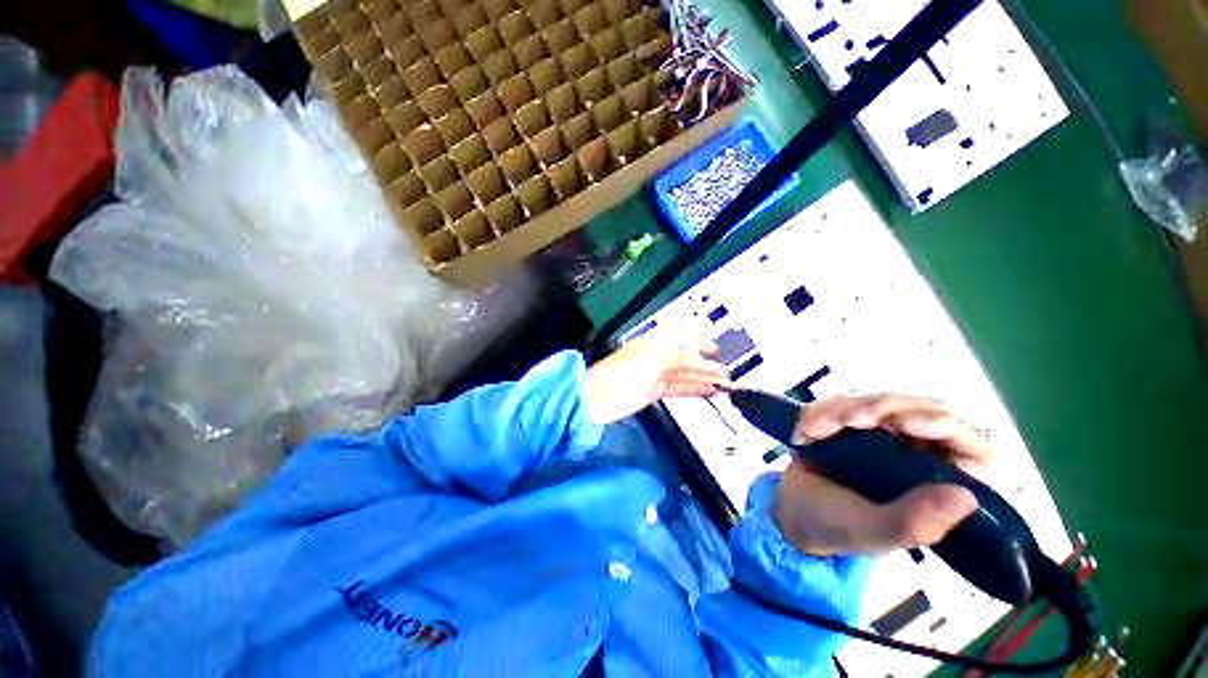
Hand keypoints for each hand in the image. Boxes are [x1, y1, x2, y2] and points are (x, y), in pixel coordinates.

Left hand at [584, 335, 731, 425]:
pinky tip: (707, 392)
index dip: (699, 344)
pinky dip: (692, 390)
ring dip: (703, 379)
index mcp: (653, 343)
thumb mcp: (653, 358)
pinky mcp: (653, 393)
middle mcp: (656, 357)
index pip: (681, 341)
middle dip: (705, 366)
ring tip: (724, 385)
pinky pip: (677, 389)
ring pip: (683, 376)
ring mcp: (654, 376)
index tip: (717, 350)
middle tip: (726, 374)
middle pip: (685, 361)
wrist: (598, 397)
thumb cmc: (623, 371)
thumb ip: (678, 357)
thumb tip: (699, 356)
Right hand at [772, 394, 992, 556]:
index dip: (944, 425)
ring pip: (878, 401)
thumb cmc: (836, 527)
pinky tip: (804, 430)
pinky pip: (845, 402)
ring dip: (841, 409)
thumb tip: (967, 498)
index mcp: (939, 485)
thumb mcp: (873, 532)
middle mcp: (920, 455)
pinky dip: (821, 411)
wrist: (790, 510)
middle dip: (878, 409)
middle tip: (847, 420)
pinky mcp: (854, 423)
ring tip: (813, 430)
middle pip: (920, 410)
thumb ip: (914, 521)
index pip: (971, 447)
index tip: (903, 424)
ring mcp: (886, 436)